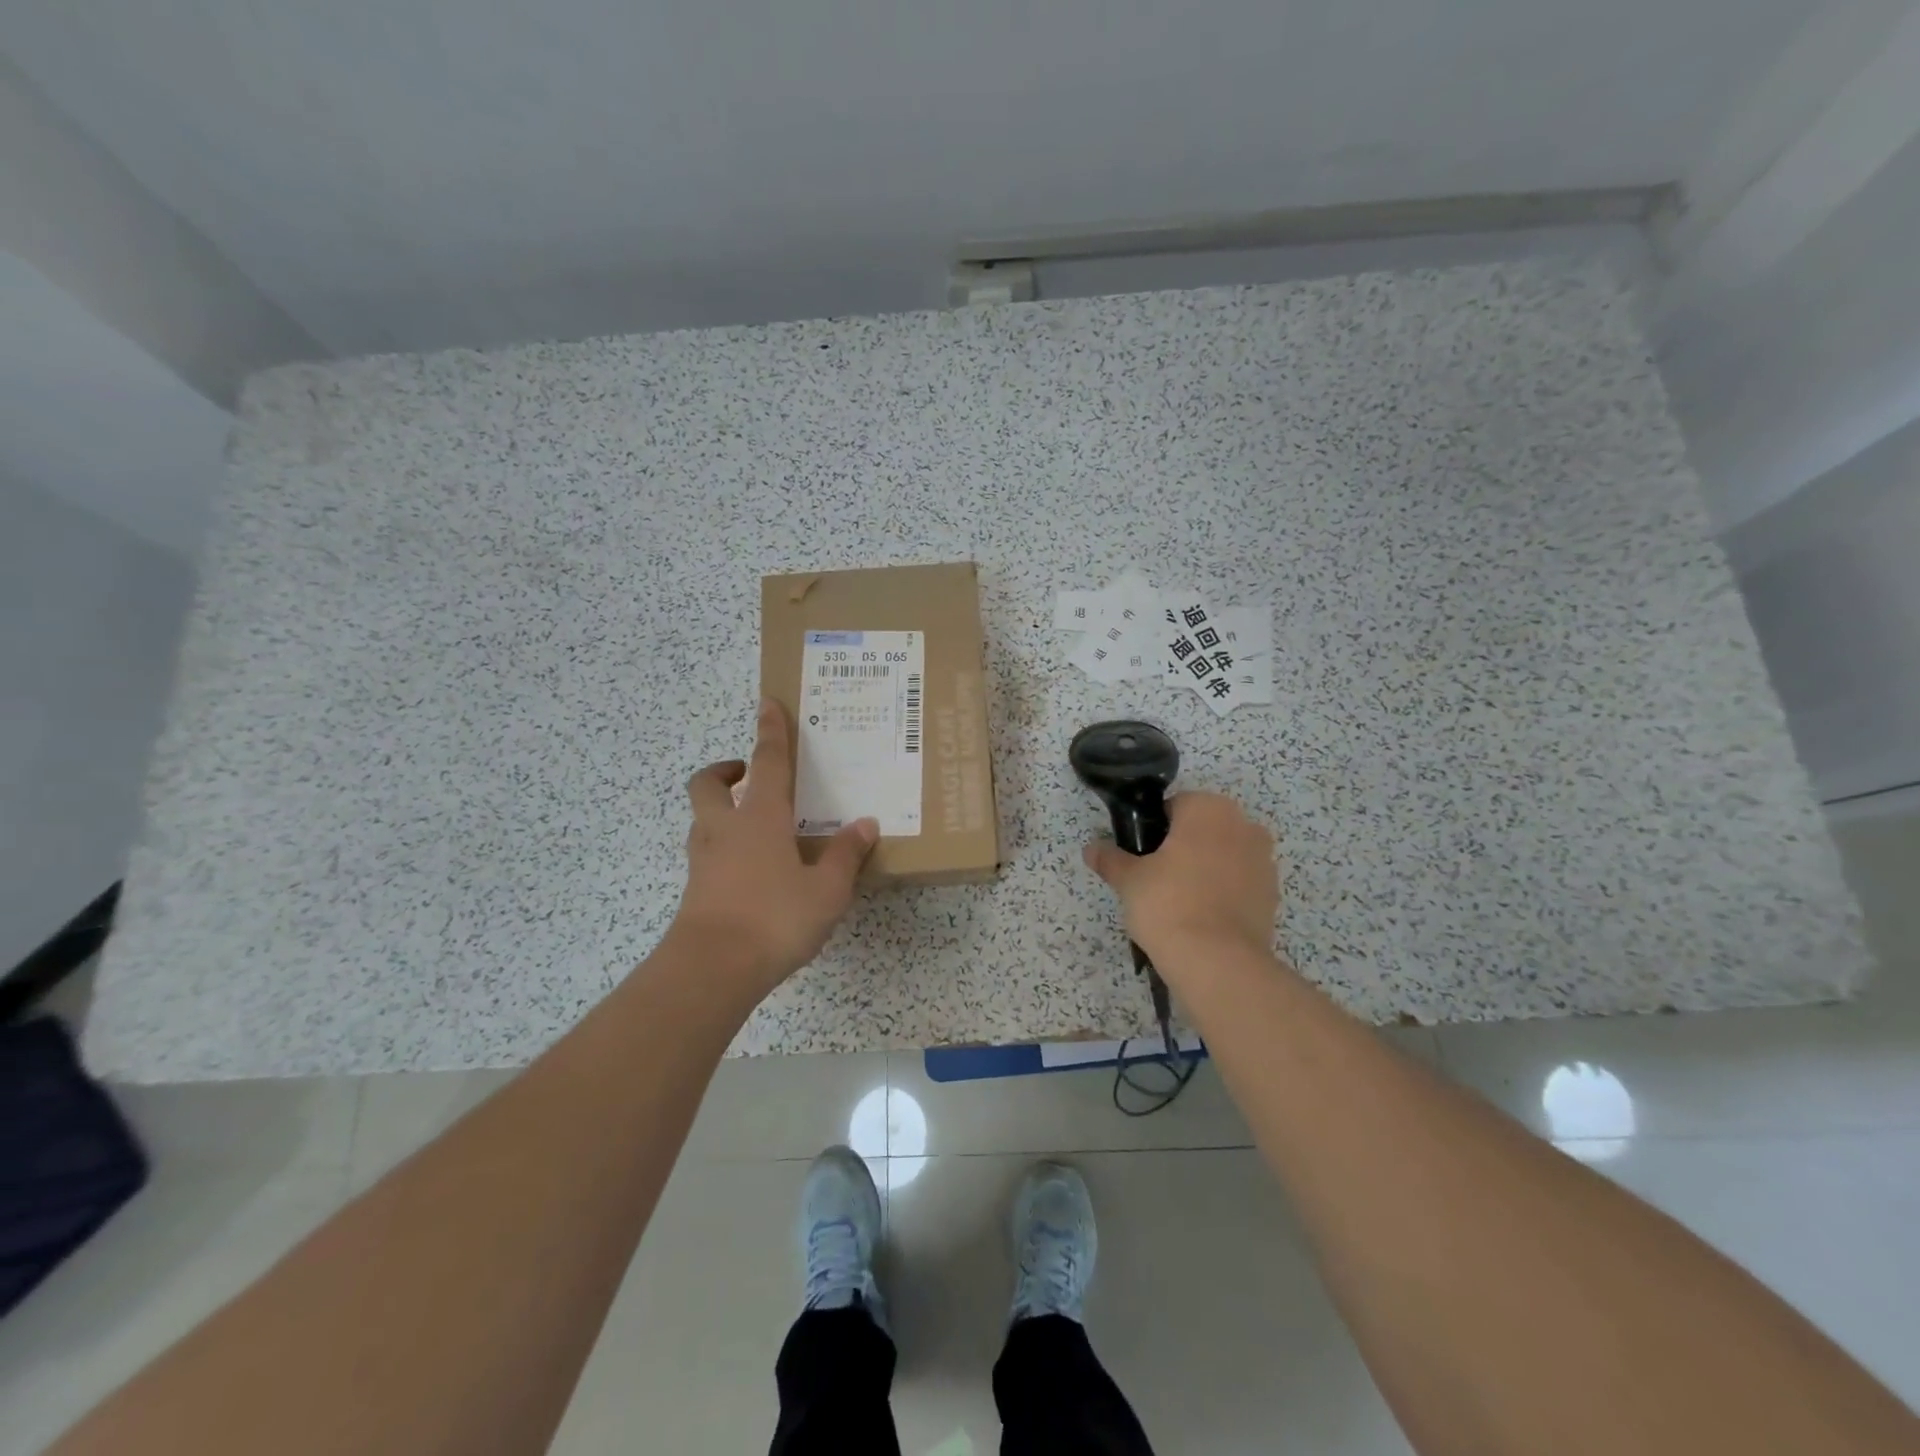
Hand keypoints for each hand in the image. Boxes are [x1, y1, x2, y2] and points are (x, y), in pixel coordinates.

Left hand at [671, 700, 877, 994]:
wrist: (711, 970)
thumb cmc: (774, 918)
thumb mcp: (826, 890)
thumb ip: (845, 855)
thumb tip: (865, 824)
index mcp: (760, 818)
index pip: (767, 762)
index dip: (770, 731)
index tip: (766, 703)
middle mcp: (726, 829)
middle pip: (708, 784)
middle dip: (724, 770)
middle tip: (746, 774)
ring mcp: (705, 860)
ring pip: (703, 819)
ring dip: (721, 810)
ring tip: (756, 825)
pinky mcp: (696, 889)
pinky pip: (708, 853)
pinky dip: (725, 848)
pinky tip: (753, 870)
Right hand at [1083, 791, 1278, 972]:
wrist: (1217, 961)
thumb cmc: (1168, 904)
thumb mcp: (1129, 879)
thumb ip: (1111, 859)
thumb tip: (1091, 849)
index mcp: (1208, 808)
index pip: (1174, 807)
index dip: (1153, 831)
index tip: (1141, 856)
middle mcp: (1243, 824)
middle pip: (1203, 829)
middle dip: (1182, 847)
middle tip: (1156, 879)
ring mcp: (1264, 860)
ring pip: (1224, 855)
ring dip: (1205, 868)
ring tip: (1180, 902)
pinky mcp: (1272, 894)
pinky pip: (1240, 883)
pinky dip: (1223, 892)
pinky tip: (1203, 917)